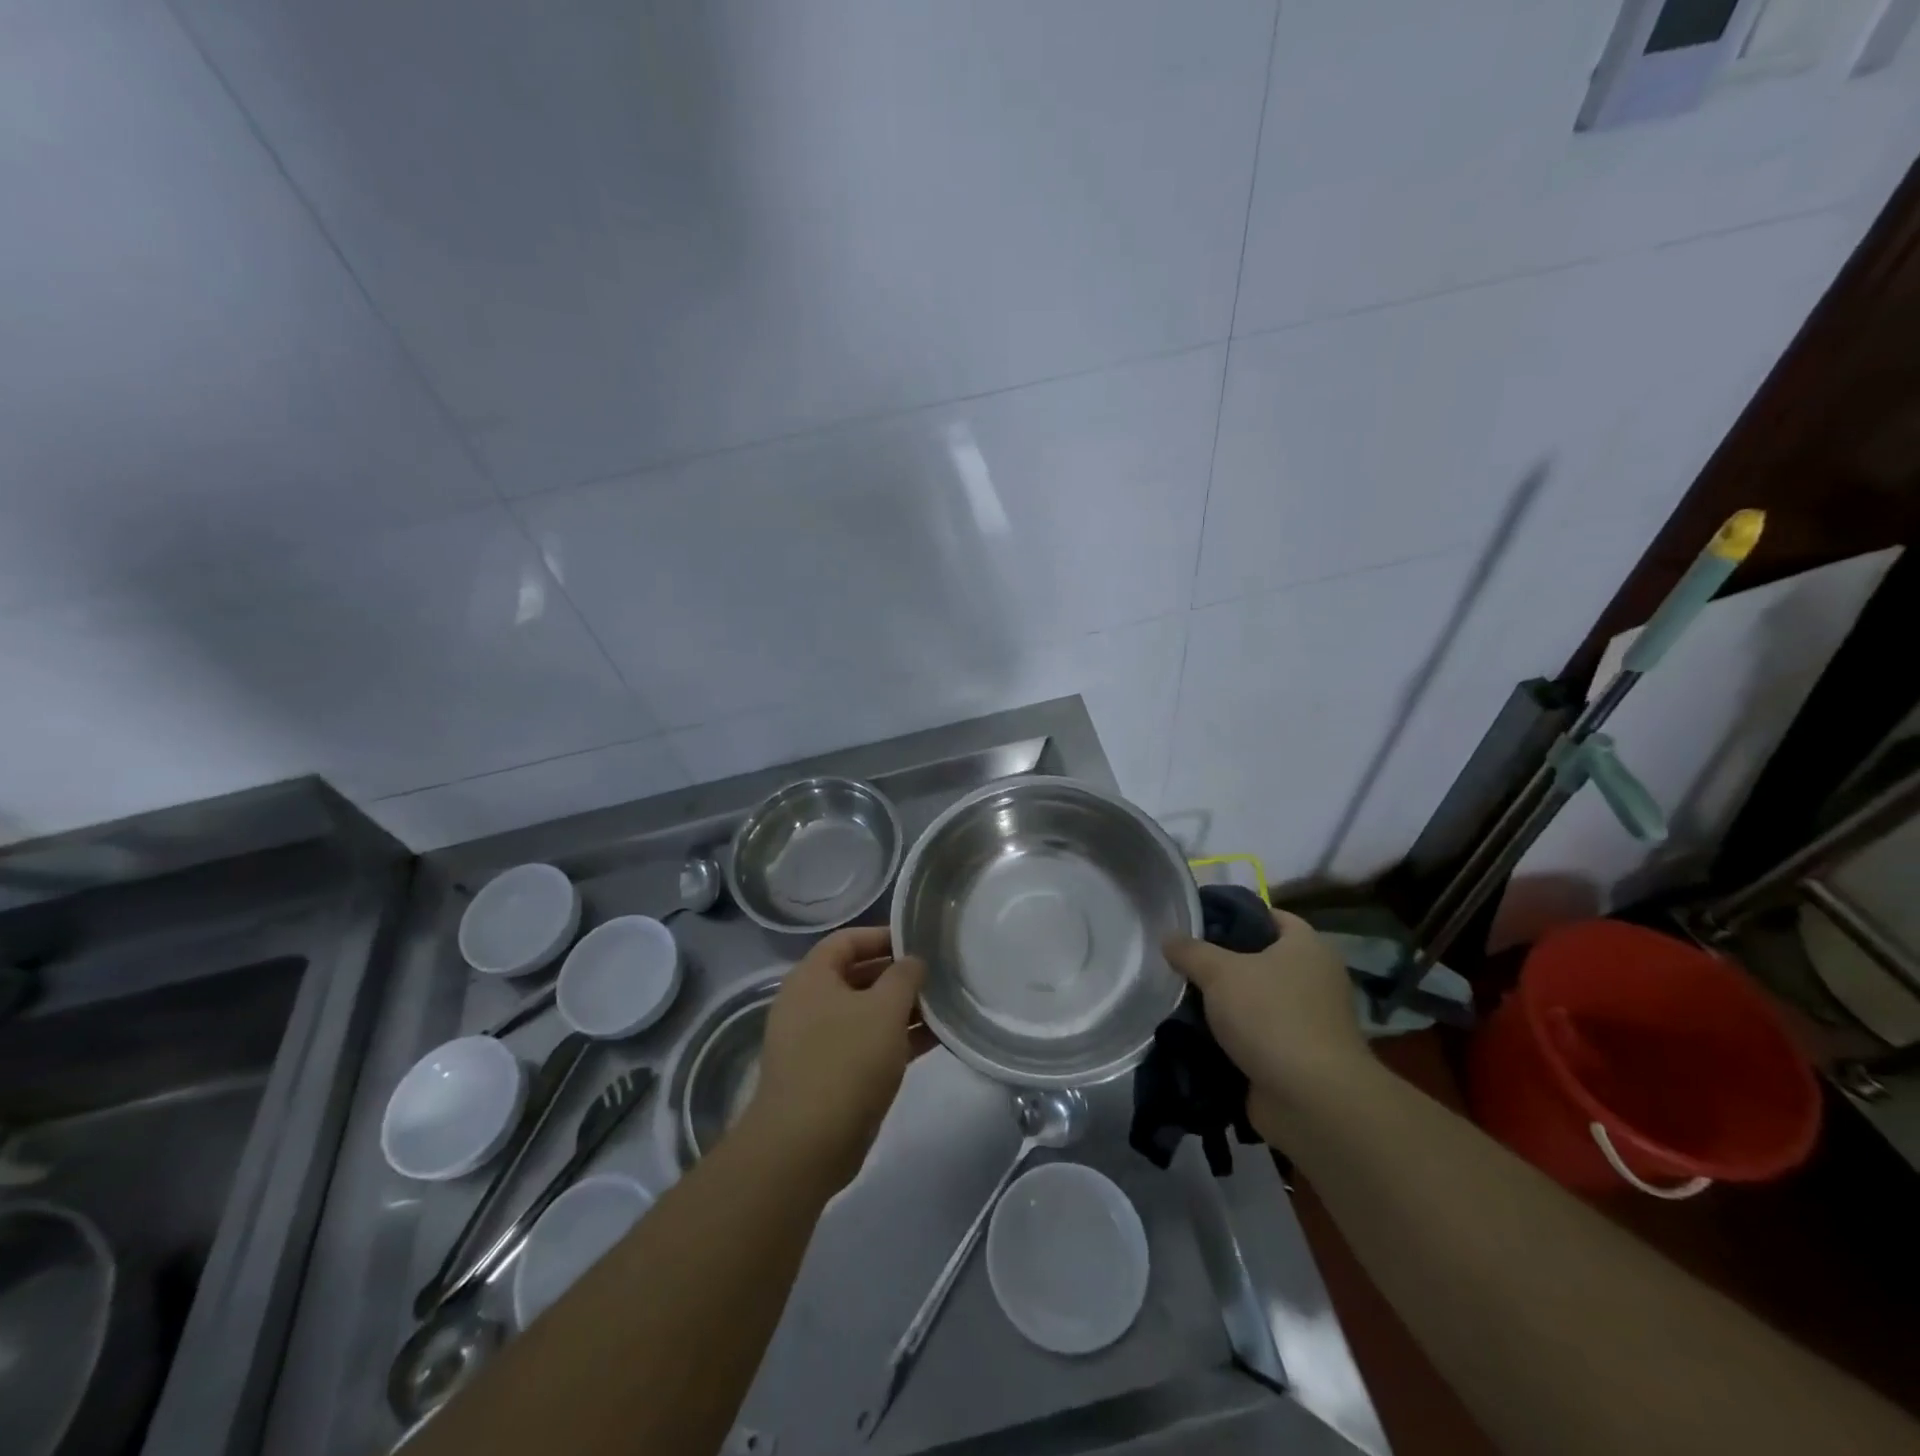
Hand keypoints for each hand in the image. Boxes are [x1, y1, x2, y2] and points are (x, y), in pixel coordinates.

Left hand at [744, 926, 927, 1191]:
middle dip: (898, 976)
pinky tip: (934, 1040)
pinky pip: (866, 1044)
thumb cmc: (846, 1060)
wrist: (805, 1145)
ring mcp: (817, 1041)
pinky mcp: (829, 1075)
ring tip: (943, 1007)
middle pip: (858, 976)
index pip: (848, 940)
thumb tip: (913, 962)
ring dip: (902, 1010)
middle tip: (936, 976)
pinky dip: (896, 1039)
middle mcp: (809, 1003)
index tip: (919, 942)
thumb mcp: (885, 1008)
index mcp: (812, 977)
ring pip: (865, 1013)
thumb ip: (904, 976)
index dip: (884, 936)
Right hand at [1163, 909, 1370, 1142]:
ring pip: (1254, 1001)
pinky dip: (1229, 1038)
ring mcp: (1308, 1022)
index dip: (1234, 914)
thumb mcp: (1219, 972)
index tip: (1196, 921)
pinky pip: (1255, 1037)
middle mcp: (1314, 979)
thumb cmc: (1271, 1016)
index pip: (1269, 916)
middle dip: (1221, 963)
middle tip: (1181, 962)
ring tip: (1179, 998)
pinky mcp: (1295, 1058)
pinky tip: (1194, 1035)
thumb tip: (1169, 938)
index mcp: (1307, 947)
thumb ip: (1190, 951)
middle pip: (1259, 959)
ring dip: (1222, 1005)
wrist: (1311, 1100)